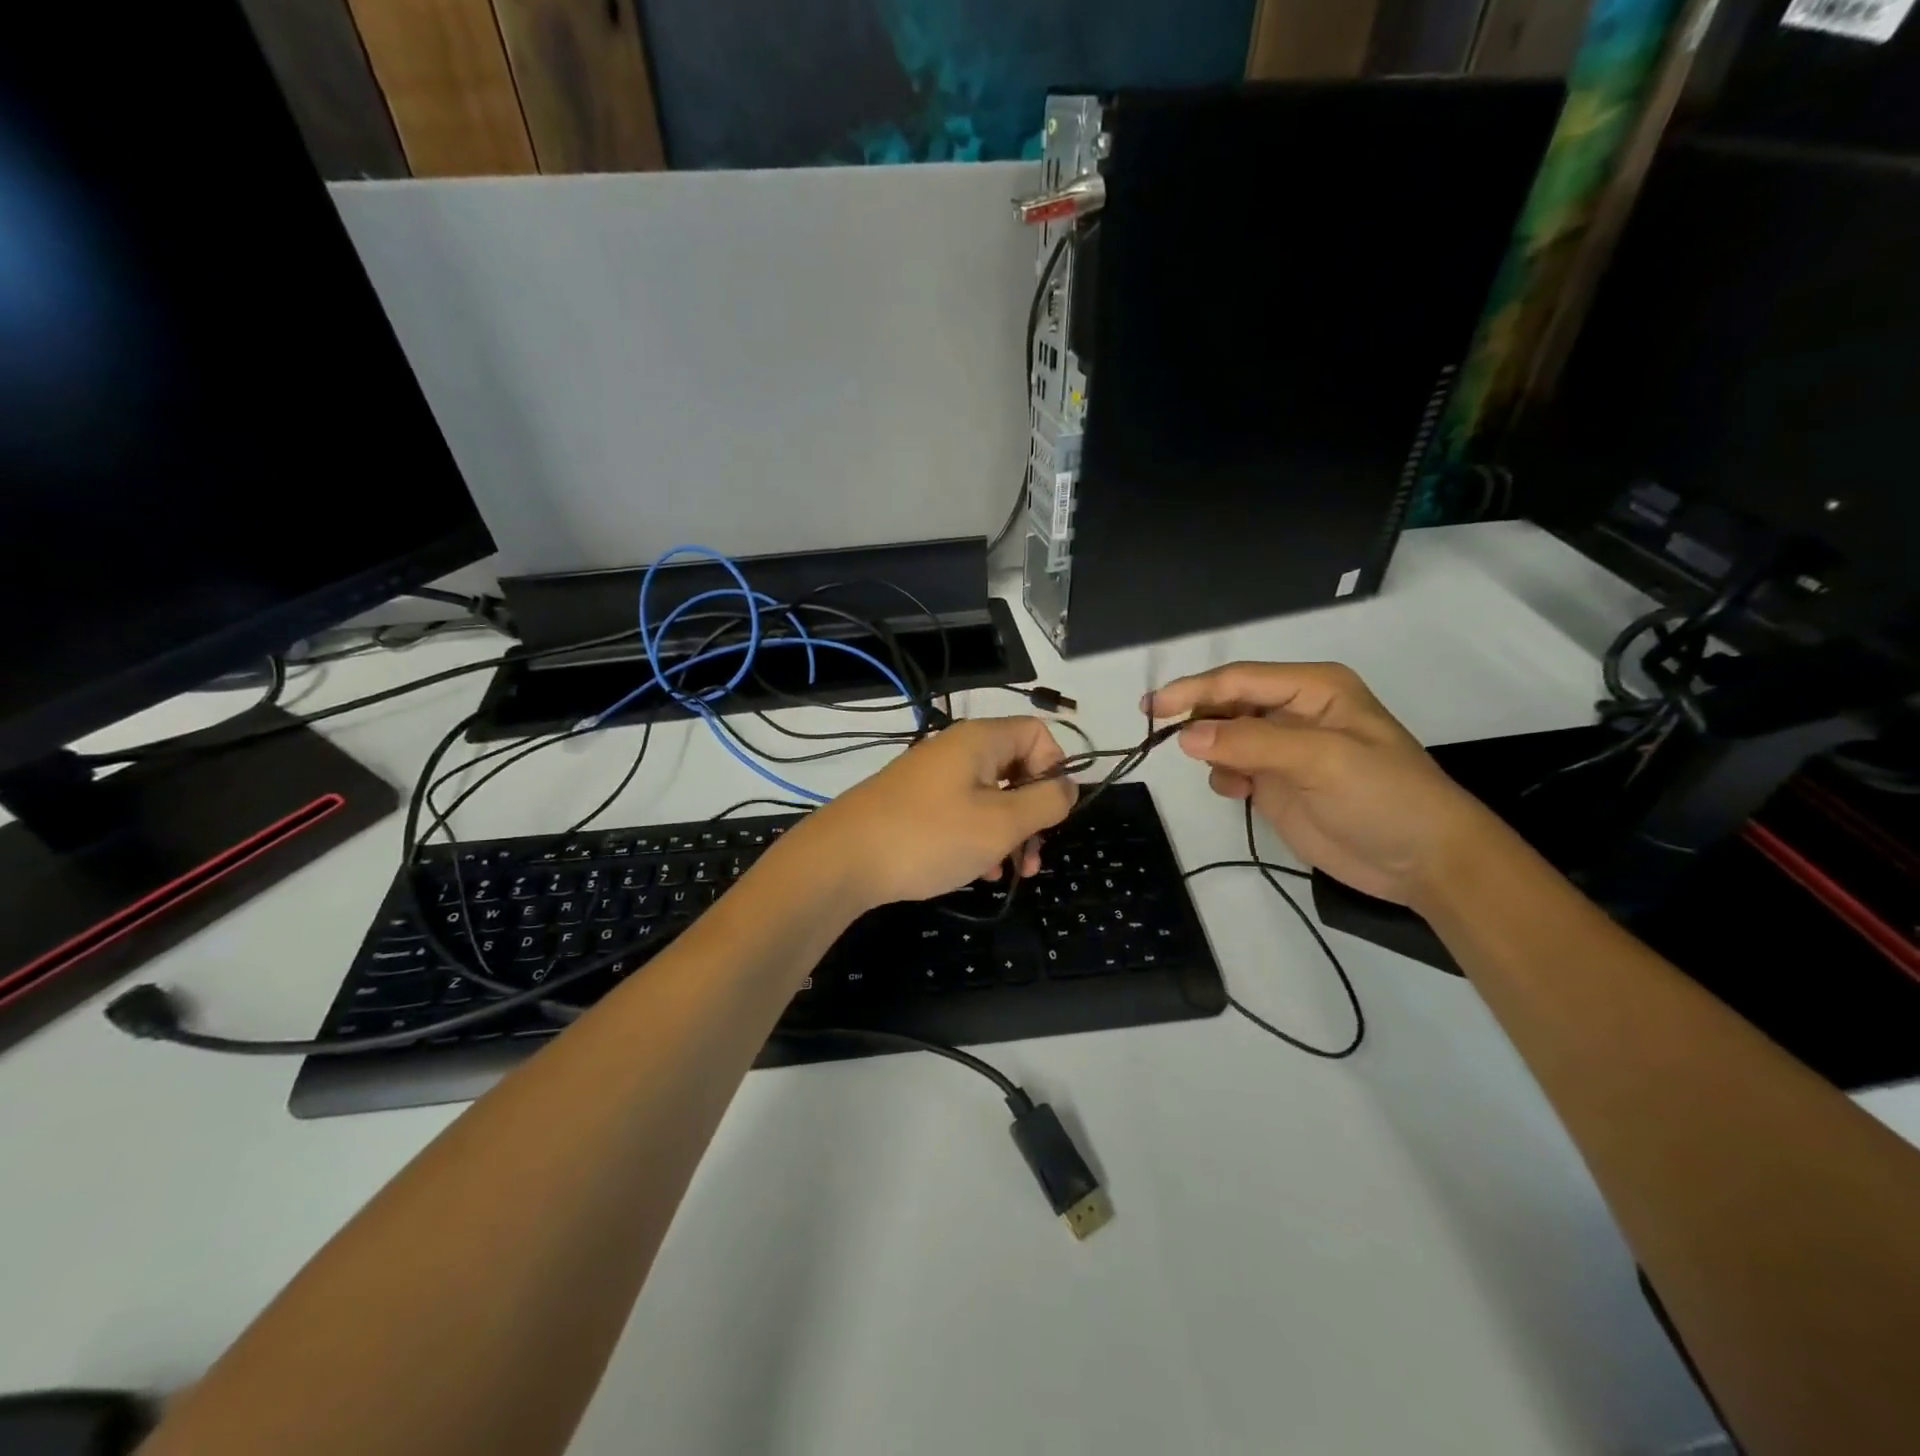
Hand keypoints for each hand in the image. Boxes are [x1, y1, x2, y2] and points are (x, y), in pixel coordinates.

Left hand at [793, 717, 1076, 912]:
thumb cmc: (931, 836)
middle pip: (1016, 769)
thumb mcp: (1001, 823)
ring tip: (1008, 874)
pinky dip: (978, 838)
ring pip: (991, 796)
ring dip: (1008, 833)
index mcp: (981, 741)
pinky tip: (977, 873)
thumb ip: (1045, 802)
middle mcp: (957, 750)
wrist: (843, 859)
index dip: (1055, 770)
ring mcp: (933, 776)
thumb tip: (1068, 786)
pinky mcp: (916, 803)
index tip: (1053, 813)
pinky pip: (963, 812)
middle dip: (1033, 814)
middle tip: (1032, 858)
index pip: (1038, 735)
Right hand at [1146, 662, 1503, 909]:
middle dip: (1197, 716)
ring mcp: (1285, 749)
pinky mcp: (1278, 783)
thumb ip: (1251, 744)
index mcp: (1313, 689)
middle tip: (1156, 732)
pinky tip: (1236, 792)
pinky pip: (1232, 768)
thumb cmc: (1384, 796)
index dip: (1193, 690)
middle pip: (1228, 703)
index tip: (1151, 708)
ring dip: (1210, 750)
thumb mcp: (1322, 761)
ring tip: (1219, 773)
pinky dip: (1223, 776)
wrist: (1423, 861)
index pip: (1239, 679)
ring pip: (1224, 736)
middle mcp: (1295, 711)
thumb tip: (1185, 736)